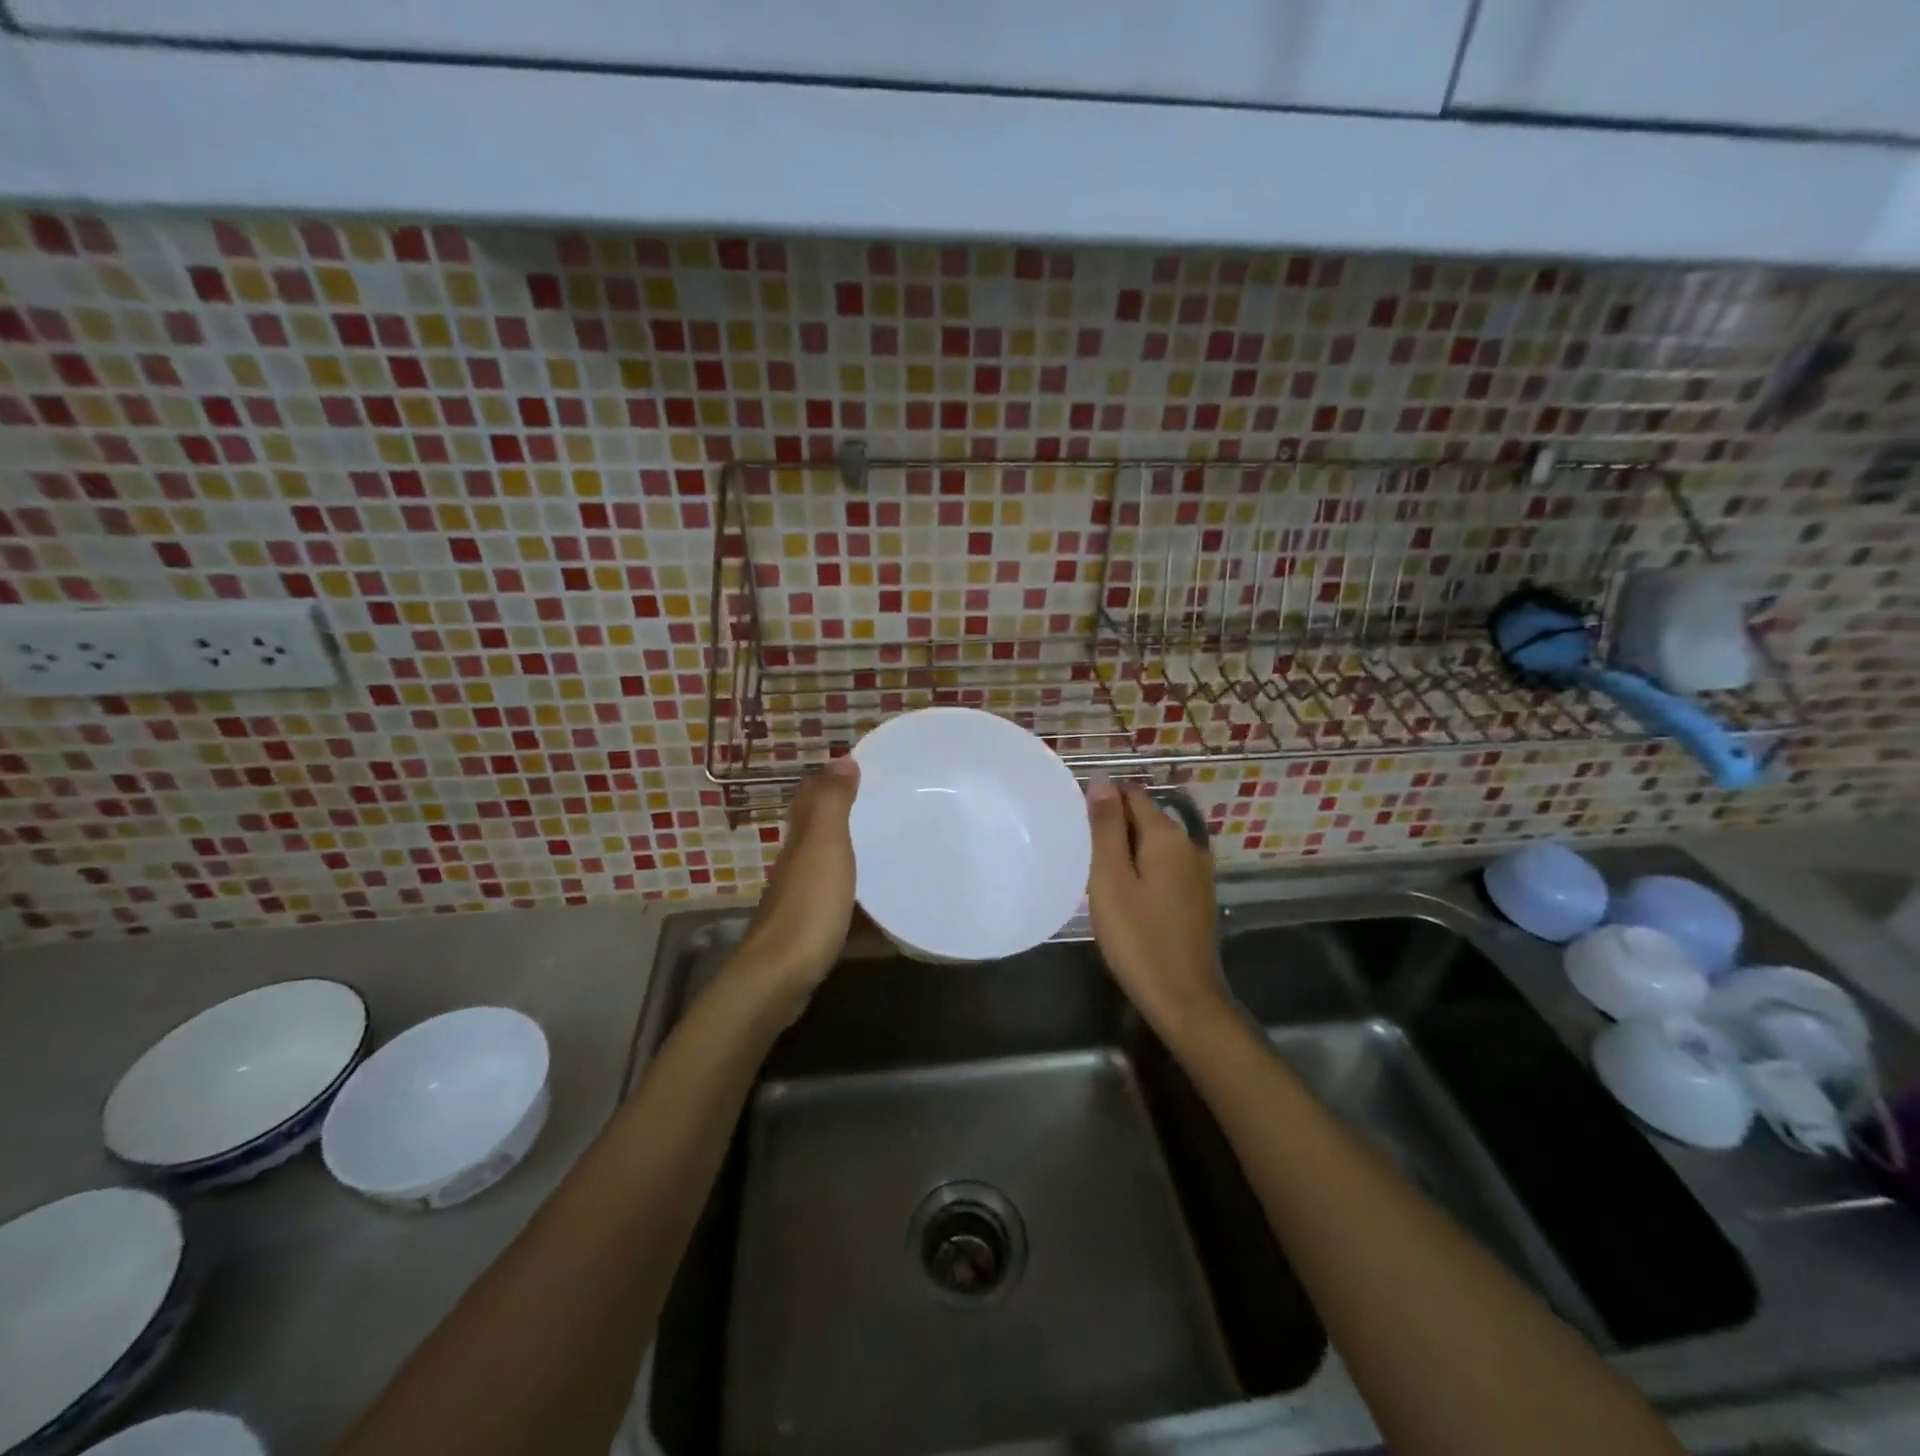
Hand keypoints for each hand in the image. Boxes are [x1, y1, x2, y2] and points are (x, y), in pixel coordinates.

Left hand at [732, 758, 860, 1007]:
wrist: (780, 977)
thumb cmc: (808, 907)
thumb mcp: (824, 846)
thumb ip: (832, 804)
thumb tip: (842, 759)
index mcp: (800, 840)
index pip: (809, 798)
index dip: (828, 779)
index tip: (860, 767)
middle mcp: (795, 863)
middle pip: (815, 829)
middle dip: (840, 812)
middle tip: (880, 803)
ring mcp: (801, 898)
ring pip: (824, 863)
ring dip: (848, 851)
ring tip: (886, 845)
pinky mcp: (810, 929)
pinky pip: (836, 897)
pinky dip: (853, 890)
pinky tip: (874, 900)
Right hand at [1086, 779, 1225, 1033]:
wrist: (1183, 998)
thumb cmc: (1138, 938)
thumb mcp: (1111, 880)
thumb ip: (1106, 828)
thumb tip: (1102, 782)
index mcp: (1167, 836)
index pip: (1131, 795)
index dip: (1101, 802)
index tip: (1076, 826)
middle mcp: (1189, 844)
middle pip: (1144, 817)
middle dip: (1112, 827)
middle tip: (1081, 853)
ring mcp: (1197, 872)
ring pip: (1153, 843)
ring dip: (1125, 850)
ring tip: (1096, 873)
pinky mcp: (1196, 895)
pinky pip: (1163, 866)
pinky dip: (1141, 869)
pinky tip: (1123, 894)